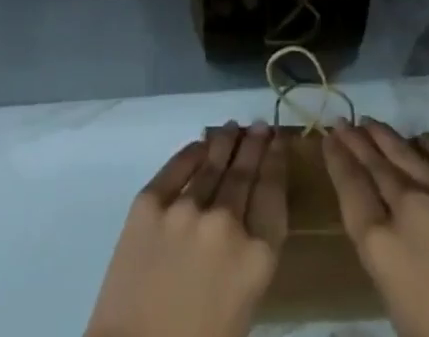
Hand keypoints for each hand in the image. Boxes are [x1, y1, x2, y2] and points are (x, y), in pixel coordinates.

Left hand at [86, 121, 287, 336]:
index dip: (276, 161)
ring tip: (233, 128)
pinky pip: (176, 166)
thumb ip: (251, 254)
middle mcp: (226, 223)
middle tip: (260, 125)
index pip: (273, 192)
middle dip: (254, 145)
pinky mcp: (150, 203)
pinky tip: (201, 143)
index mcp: (256, 256)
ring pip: (213, 163)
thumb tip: (249, 212)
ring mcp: (186, 209)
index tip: (278, 141)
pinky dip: (192, 151)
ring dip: (226, 142)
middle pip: (245, 172)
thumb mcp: (243, 303)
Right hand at [323, 119, 428, 336]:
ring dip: (384, 136)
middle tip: (344, 123)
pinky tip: (420, 139)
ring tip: (371, 123)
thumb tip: (385, 227)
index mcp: (382, 246)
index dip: (337, 160)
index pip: (350, 189)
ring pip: (405, 151)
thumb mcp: (401, 308)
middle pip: (374, 164)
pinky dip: (427, 143)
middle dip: (356, 141)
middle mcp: (407, 207)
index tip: (329, 139)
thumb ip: (387, 258)